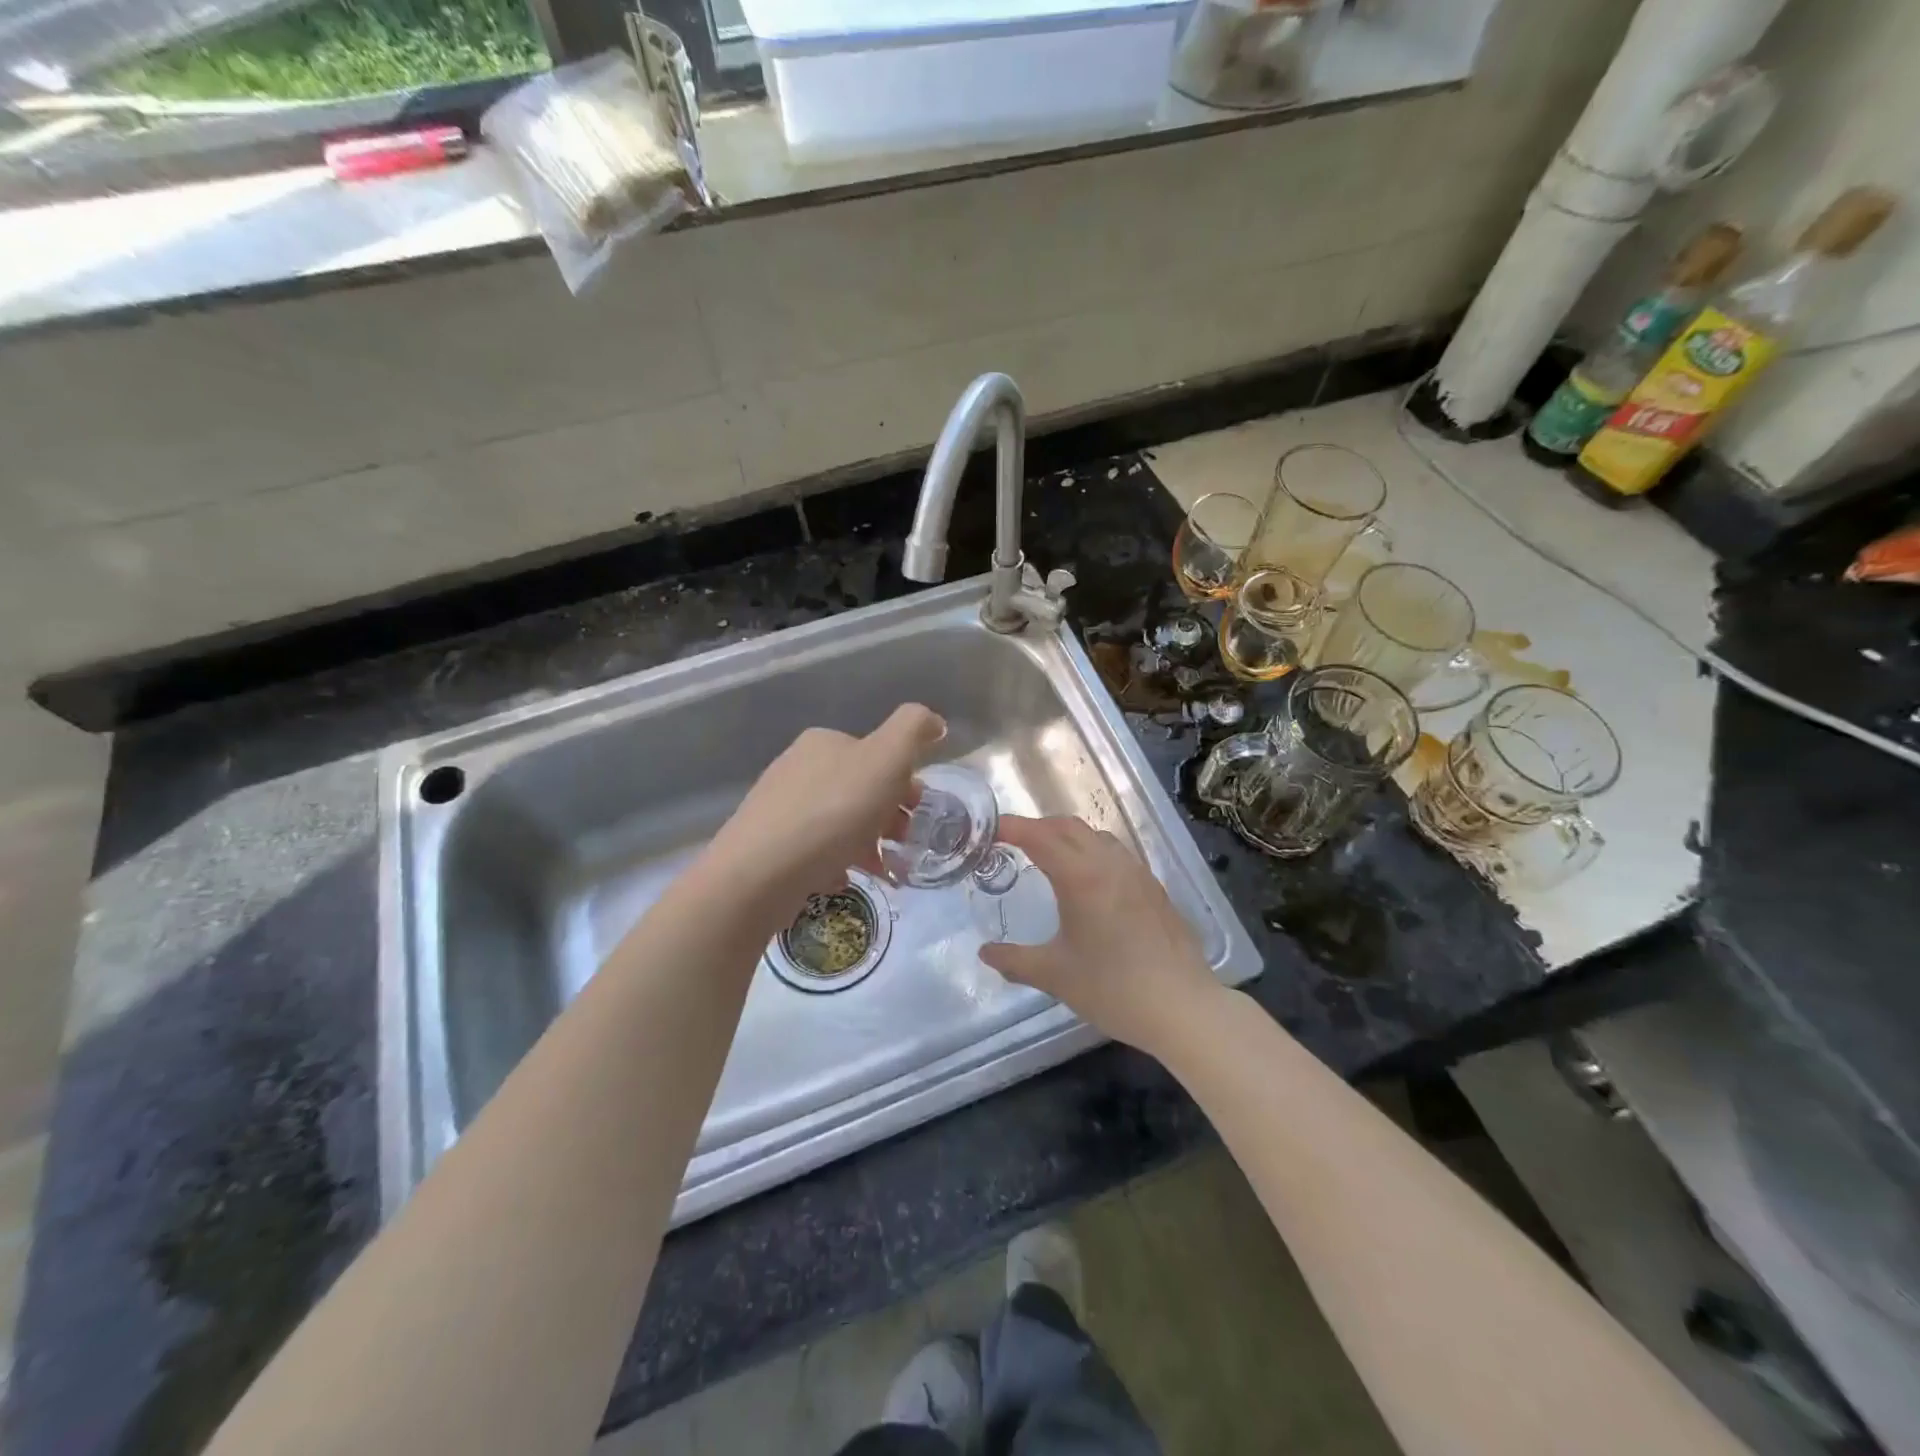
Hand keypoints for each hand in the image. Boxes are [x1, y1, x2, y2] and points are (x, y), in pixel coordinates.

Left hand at [704, 704, 945, 918]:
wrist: (760, 872)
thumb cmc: (833, 811)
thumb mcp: (886, 758)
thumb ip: (913, 730)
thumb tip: (933, 720)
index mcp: (824, 742)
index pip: (876, 754)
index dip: (903, 782)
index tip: (916, 812)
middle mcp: (797, 767)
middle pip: (858, 789)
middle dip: (888, 816)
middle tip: (903, 844)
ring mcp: (778, 807)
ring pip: (839, 821)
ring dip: (868, 843)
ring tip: (884, 871)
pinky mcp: (767, 846)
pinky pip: (815, 850)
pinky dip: (836, 861)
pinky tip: (844, 878)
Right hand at [979, 815, 1224, 1055]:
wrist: (1183, 1008)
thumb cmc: (1113, 989)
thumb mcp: (1055, 976)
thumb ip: (1015, 961)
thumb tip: (985, 953)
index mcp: (1081, 877)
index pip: (1039, 836)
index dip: (1011, 827)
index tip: (989, 829)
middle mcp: (1110, 864)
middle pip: (1068, 827)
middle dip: (1037, 827)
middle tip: (1012, 842)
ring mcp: (1137, 873)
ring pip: (1096, 836)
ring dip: (1066, 836)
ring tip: (1047, 856)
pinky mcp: (1154, 888)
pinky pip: (1116, 853)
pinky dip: (1092, 851)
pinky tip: (1089, 880)